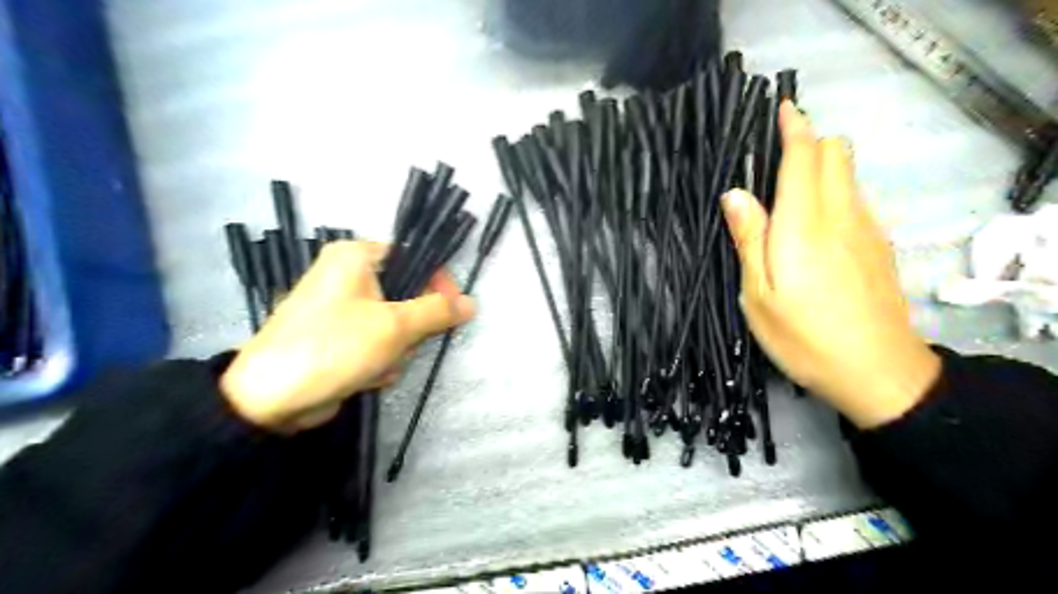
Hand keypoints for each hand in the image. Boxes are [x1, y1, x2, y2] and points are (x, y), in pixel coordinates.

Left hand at [224, 242, 475, 430]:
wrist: (271, 399)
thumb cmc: (334, 346)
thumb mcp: (394, 325)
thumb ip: (437, 311)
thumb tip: (471, 303)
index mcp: (356, 257)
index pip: (413, 258)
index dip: (437, 283)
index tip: (452, 311)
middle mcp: (349, 277)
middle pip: (408, 295)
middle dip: (411, 327)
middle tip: (404, 343)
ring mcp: (344, 310)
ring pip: (397, 324)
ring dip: (397, 349)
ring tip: (378, 363)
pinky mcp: (342, 339)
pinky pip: (380, 343)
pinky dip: (381, 361)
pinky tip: (366, 375)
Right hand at [723, 102, 937, 426]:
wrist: (878, 372)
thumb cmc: (804, 337)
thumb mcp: (758, 295)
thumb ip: (749, 239)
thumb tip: (735, 194)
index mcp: (804, 225)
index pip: (805, 157)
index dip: (794, 127)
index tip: (782, 108)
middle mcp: (841, 215)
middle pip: (836, 154)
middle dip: (809, 142)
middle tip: (775, 158)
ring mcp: (867, 229)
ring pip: (849, 174)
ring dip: (822, 166)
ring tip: (790, 189)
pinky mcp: (880, 245)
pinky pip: (857, 199)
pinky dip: (836, 190)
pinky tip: (816, 223)